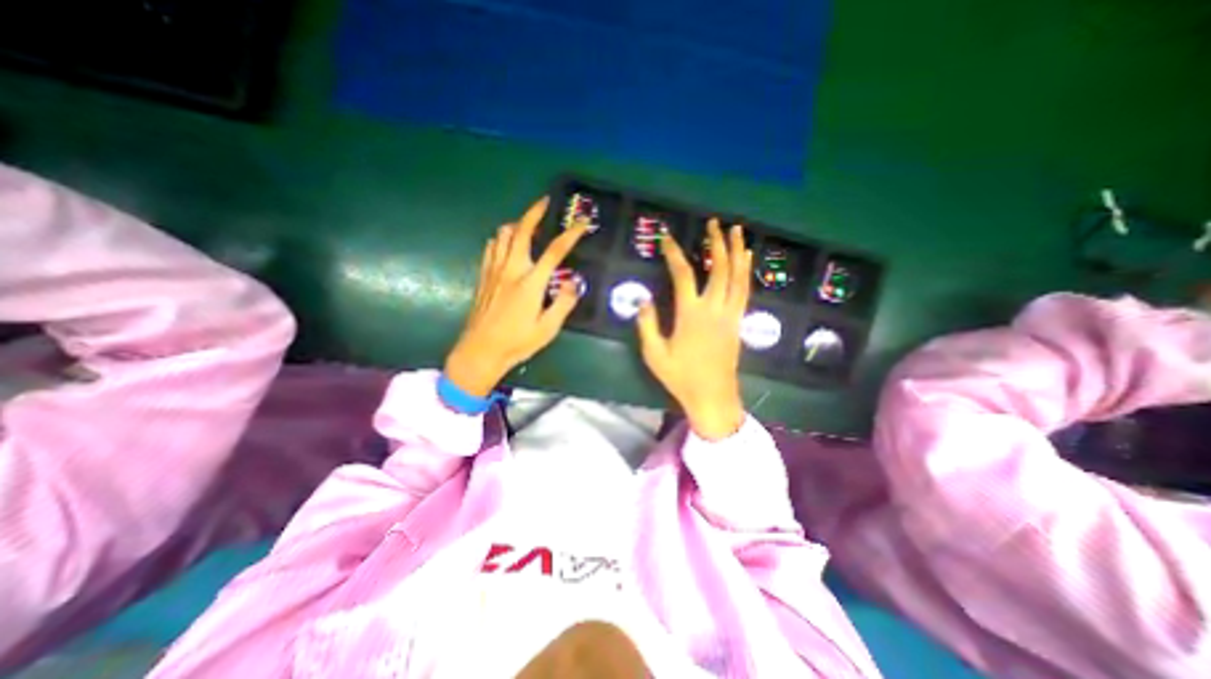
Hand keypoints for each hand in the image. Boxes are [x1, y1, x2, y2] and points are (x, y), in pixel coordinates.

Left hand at [446, 197, 588, 396]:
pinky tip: (508, 244)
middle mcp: (511, 269)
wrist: (480, 351)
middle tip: (546, 202)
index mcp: (531, 282)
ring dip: (517, 224)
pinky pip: (492, 247)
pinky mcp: (483, 276)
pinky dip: (502, 238)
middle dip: (535, 212)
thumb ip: (563, 303)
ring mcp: (494, 271)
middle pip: (522, 230)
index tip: (582, 222)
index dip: (571, 233)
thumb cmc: (517, 342)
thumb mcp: (548, 328)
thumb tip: (574, 282)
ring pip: (503, 235)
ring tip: (529, 224)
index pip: (555, 250)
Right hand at [634, 216, 749, 438]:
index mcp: (690, 315)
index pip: (683, 275)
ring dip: (737, 252)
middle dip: (716, 242)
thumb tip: (643, 299)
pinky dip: (745, 272)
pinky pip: (744, 291)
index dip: (674, 253)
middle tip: (714, 222)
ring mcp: (730, 314)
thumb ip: (647, 325)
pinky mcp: (738, 322)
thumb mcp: (654, 354)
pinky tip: (746, 260)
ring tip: (737, 231)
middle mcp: (714, 309)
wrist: (713, 396)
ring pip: (737, 277)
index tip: (667, 238)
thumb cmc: (681, 377)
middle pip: (719, 268)